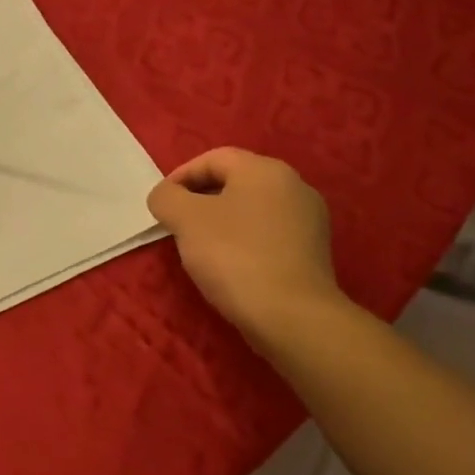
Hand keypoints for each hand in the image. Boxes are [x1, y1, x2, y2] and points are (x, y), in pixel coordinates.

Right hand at [147, 148, 342, 349]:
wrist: (291, 315)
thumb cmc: (233, 256)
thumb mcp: (184, 219)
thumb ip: (166, 197)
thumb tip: (166, 197)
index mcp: (264, 170)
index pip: (213, 159)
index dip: (180, 177)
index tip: (162, 205)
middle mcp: (294, 185)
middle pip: (234, 182)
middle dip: (200, 200)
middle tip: (176, 226)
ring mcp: (308, 219)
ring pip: (251, 209)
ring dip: (221, 221)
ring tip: (200, 248)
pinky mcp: (312, 250)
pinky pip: (267, 233)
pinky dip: (243, 241)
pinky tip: (230, 265)